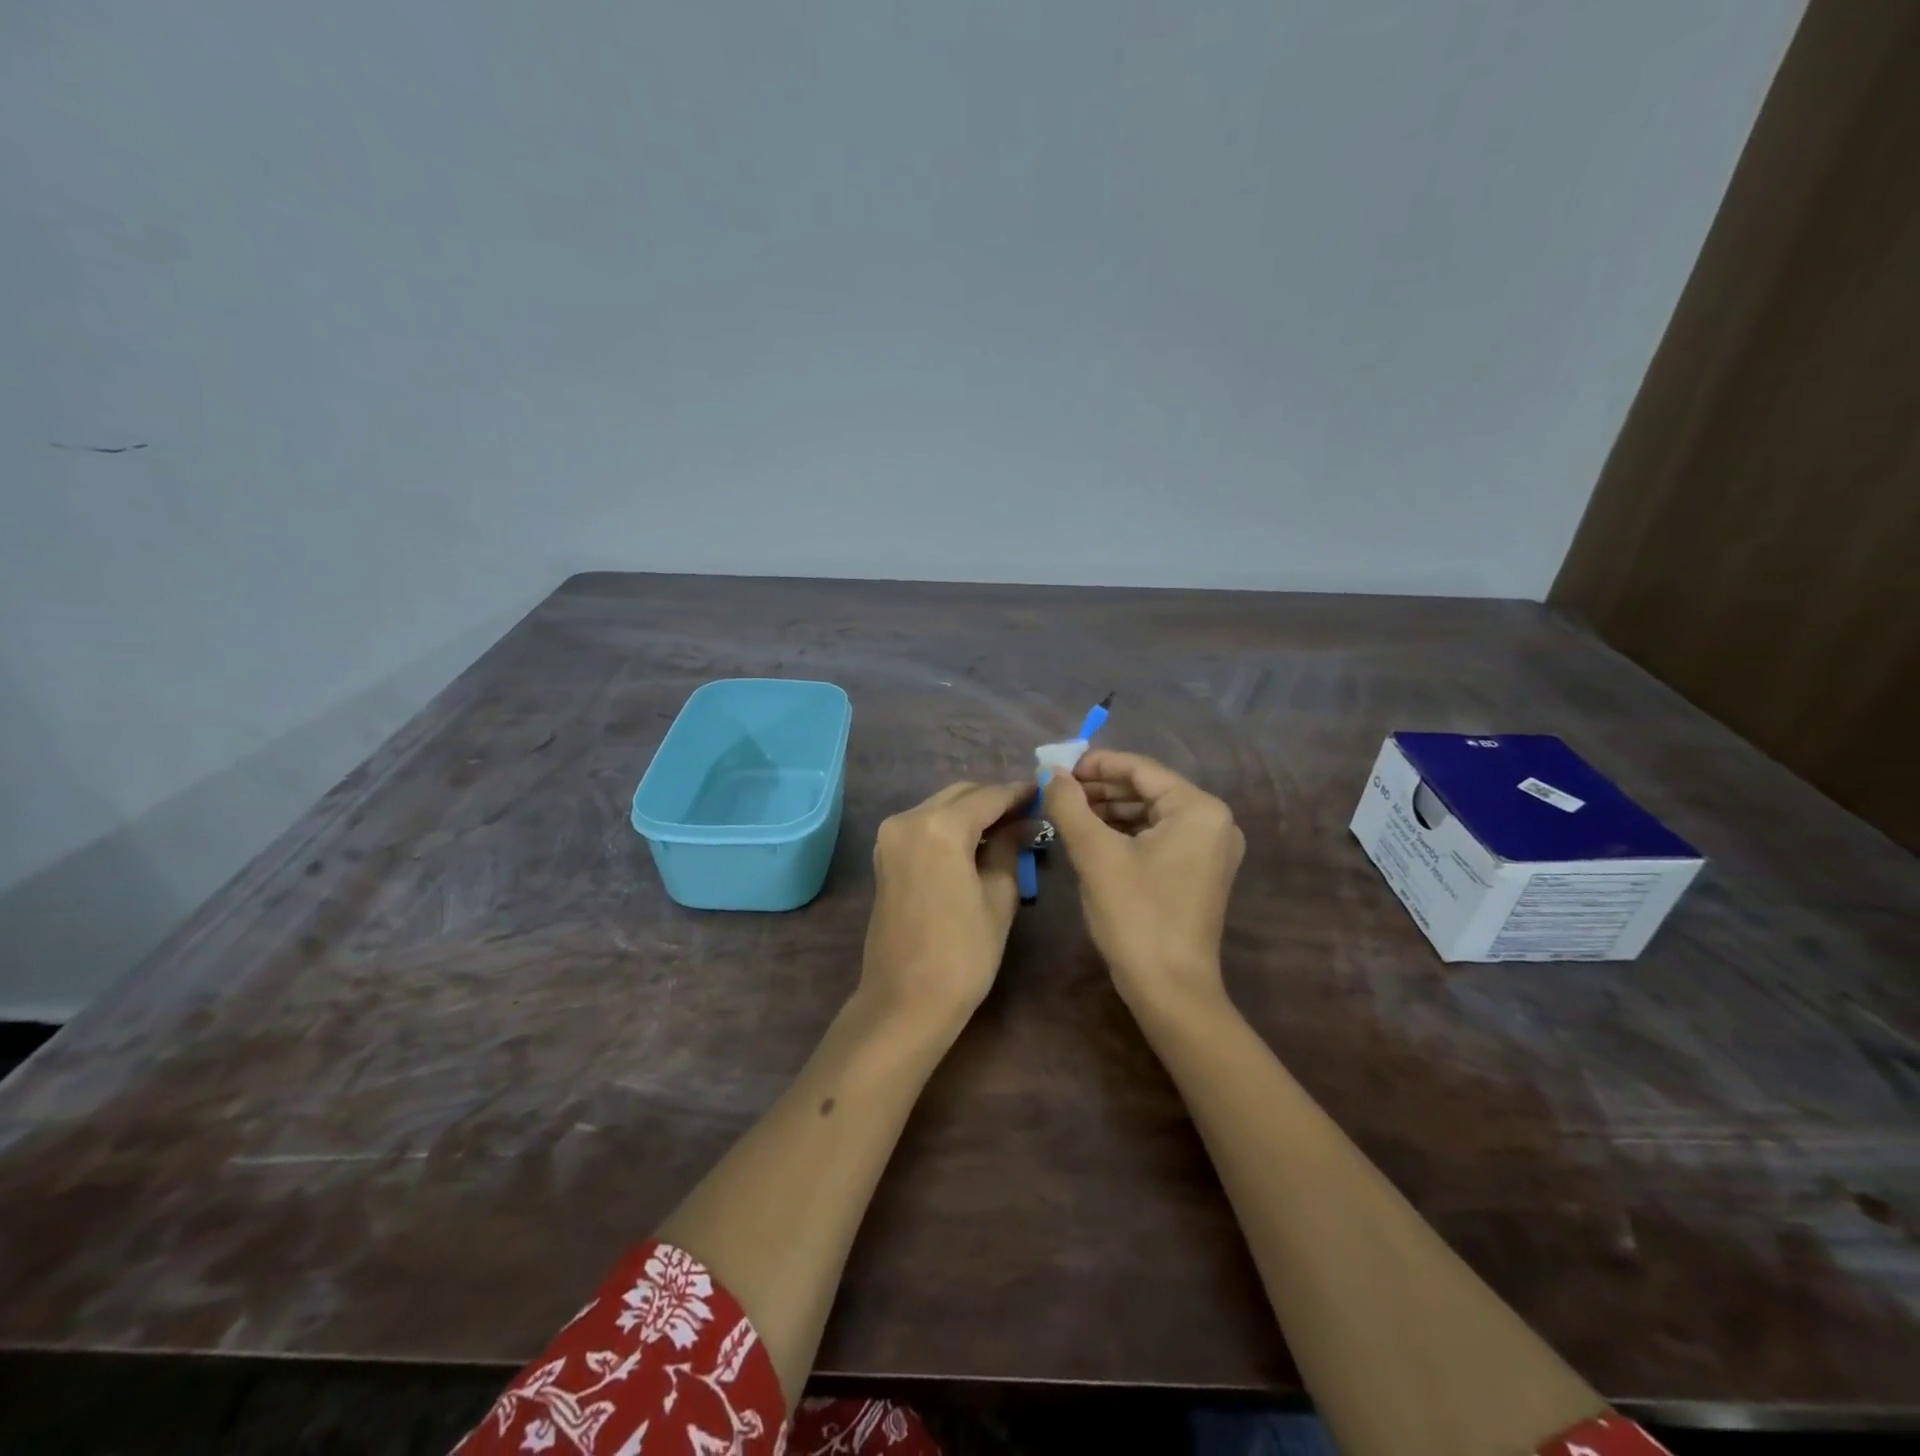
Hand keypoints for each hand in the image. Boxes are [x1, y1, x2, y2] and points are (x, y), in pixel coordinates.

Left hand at [860, 781, 1032, 1029]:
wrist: (905, 1001)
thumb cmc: (963, 954)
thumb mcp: (999, 896)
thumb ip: (1010, 848)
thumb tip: (1026, 822)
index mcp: (939, 827)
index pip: (988, 797)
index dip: (1019, 794)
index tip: (1045, 794)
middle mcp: (908, 819)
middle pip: (960, 795)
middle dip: (994, 800)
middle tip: (1029, 815)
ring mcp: (891, 836)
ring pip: (940, 807)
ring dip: (972, 812)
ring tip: (1007, 829)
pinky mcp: (885, 855)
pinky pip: (924, 825)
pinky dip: (951, 826)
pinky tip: (976, 843)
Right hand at [1042, 750, 1244, 1013]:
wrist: (1170, 990)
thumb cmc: (1136, 916)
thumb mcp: (1095, 854)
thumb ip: (1069, 805)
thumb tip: (1050, 773)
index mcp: (1199, 809)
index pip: (1140, 769)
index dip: (1095, 764)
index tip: (1056, 767)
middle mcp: (1214, 821)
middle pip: (1147, 789)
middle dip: (1100, 788)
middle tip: (1057, 791)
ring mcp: (1210, 848)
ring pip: (1150, 813)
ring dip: (1109, 810)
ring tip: (1068, 812)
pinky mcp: (1199, 871)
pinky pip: (1157, 836)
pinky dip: (1125, 832)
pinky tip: (1091, 835)